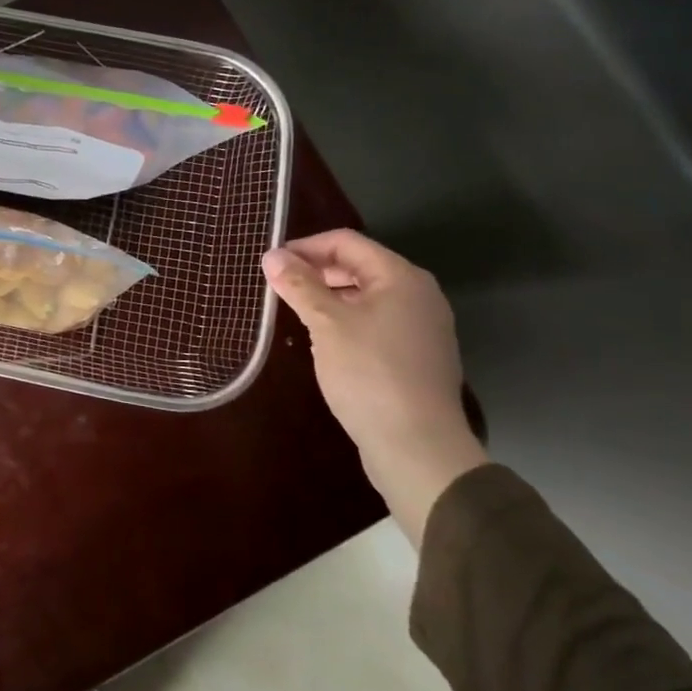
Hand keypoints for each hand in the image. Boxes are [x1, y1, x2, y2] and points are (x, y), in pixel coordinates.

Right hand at [262, 229, 485, 545]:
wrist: (418, 448)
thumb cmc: (370, 374)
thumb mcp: (326, 324)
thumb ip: (299, 285)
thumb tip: (272, 256)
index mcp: (400, 277)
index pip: (345, 242)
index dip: (304, 247)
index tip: (270, 264)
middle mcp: (417, 294)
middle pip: (358, 266)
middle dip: (315, 272)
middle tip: (278, 287)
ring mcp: (421, 326)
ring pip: (365, 296)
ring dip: (328, 297)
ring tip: (295, 312)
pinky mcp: (416, 355)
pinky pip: (375, 321)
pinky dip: (346, 320)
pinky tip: (324, 341)